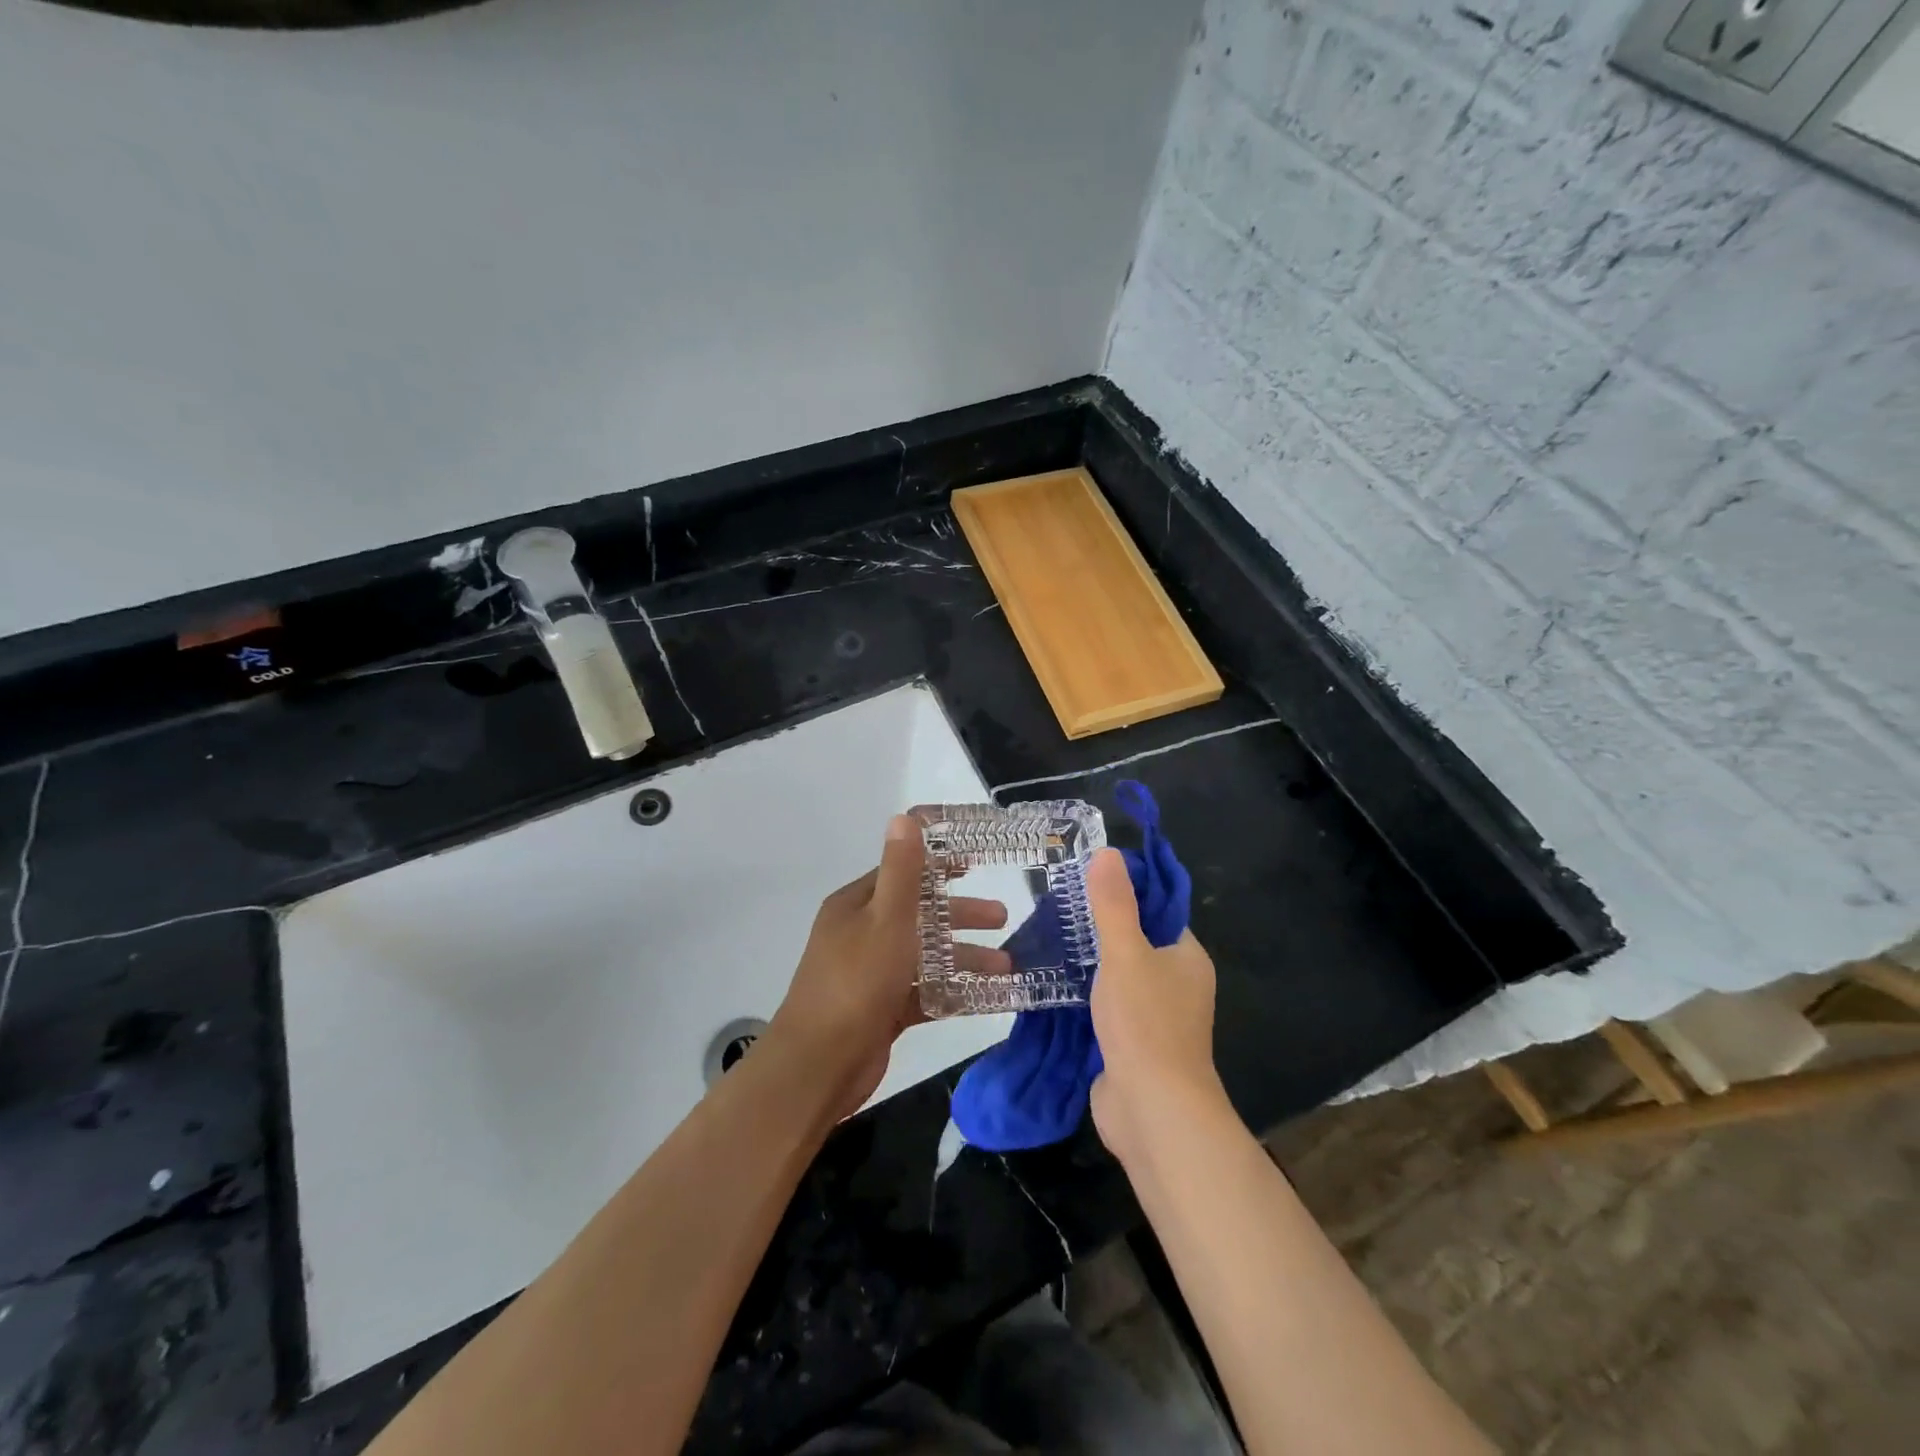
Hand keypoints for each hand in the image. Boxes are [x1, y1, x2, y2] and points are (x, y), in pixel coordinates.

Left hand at [770, 815, 1009, 1118]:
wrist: (819, 1066)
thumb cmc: (856, 982)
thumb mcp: (885, 919)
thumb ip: (901, 871)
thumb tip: (904, 817)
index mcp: (856, 906)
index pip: (901, 874)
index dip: (938, 866)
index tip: (976, 862)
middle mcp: (861, 935)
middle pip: (919, 916)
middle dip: (961, 916)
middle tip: (1002, 917)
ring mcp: (871, 975)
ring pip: (926, 957)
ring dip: (964, 957)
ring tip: (1008, 965)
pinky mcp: (882, 1010)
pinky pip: (925, 993)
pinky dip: (954, 992)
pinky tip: (990, 997)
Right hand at [1085, 848, 1223, 1167]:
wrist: (1152, 1111)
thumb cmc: (1145, 1023)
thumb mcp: (1125, 953)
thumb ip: (1114, 905)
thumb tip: (1108, 852)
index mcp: (1187, 958)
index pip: (1158, 911)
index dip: (1127, 892)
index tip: (1086, 877)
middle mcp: (1176, 984)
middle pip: (1136, 942)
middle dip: (1100, 927)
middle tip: (1057, 904)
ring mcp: (1154, 1017)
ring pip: (1118, 976)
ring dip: (1089, 962)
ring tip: (1049, 935)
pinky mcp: (1130, 1043)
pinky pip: (1106, 1006)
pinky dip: (1084, 994)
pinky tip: (1053, 980)